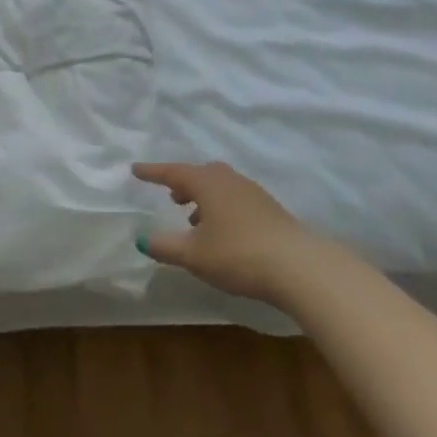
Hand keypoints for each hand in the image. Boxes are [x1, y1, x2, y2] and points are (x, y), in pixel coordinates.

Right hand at [134, 161, 317, 306]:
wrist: (300, 267)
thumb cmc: (238, 254)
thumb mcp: (193, 255)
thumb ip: (165, 246)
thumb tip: (142, 239)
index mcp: (207, 183)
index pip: (173, 172)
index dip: (153, 172)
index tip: (136, 170)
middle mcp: (229, 181)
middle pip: (201, 174)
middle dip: (183, 183)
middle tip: (171, 196)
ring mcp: (253, 193)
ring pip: (220, 186)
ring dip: (203, 198)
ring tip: (194, 220)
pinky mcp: (270, 210)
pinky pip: (236, 199)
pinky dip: (221, 208)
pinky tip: (222, 232)